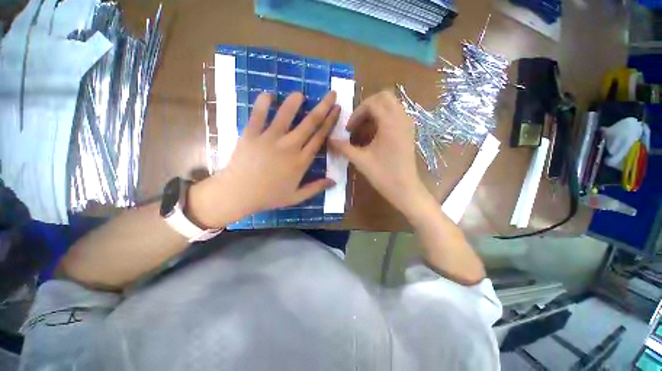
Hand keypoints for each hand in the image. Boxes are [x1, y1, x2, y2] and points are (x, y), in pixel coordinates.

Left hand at [189, 91, 339, 227]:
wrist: (238, 194)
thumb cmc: (269, 196)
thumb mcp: (296, 197)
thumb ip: (316, 188)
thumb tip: (334, 181)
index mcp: (301, 161)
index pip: (320, 137)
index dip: (330, 122)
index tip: (337, 109)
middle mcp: (289, 146)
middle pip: (310, 123)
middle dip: (323, 107)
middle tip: (331, 94)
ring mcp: (270, 138)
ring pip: (286, 114)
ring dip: (295, 101)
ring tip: (300, 94)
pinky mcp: (251, 134)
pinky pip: (258, 114)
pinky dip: (263, 102)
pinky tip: (269, 94)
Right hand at [329, 90, 430, 217]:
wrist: (405, 189)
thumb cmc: (383, 175)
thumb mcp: (360, 160)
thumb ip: (343, 147)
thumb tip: (329, 140)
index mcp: (390, 123)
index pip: (372, 103)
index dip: (356, 113)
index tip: (349, 129)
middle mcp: (401, 118)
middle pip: (384, 97)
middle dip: (367, 106)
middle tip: (357, 123)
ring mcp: (407, 124)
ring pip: (391, 105)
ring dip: (375, 112)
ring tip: (364, 130)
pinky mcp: (408, 131)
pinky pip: (396, 115)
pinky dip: (383, 118)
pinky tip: (375, 135)